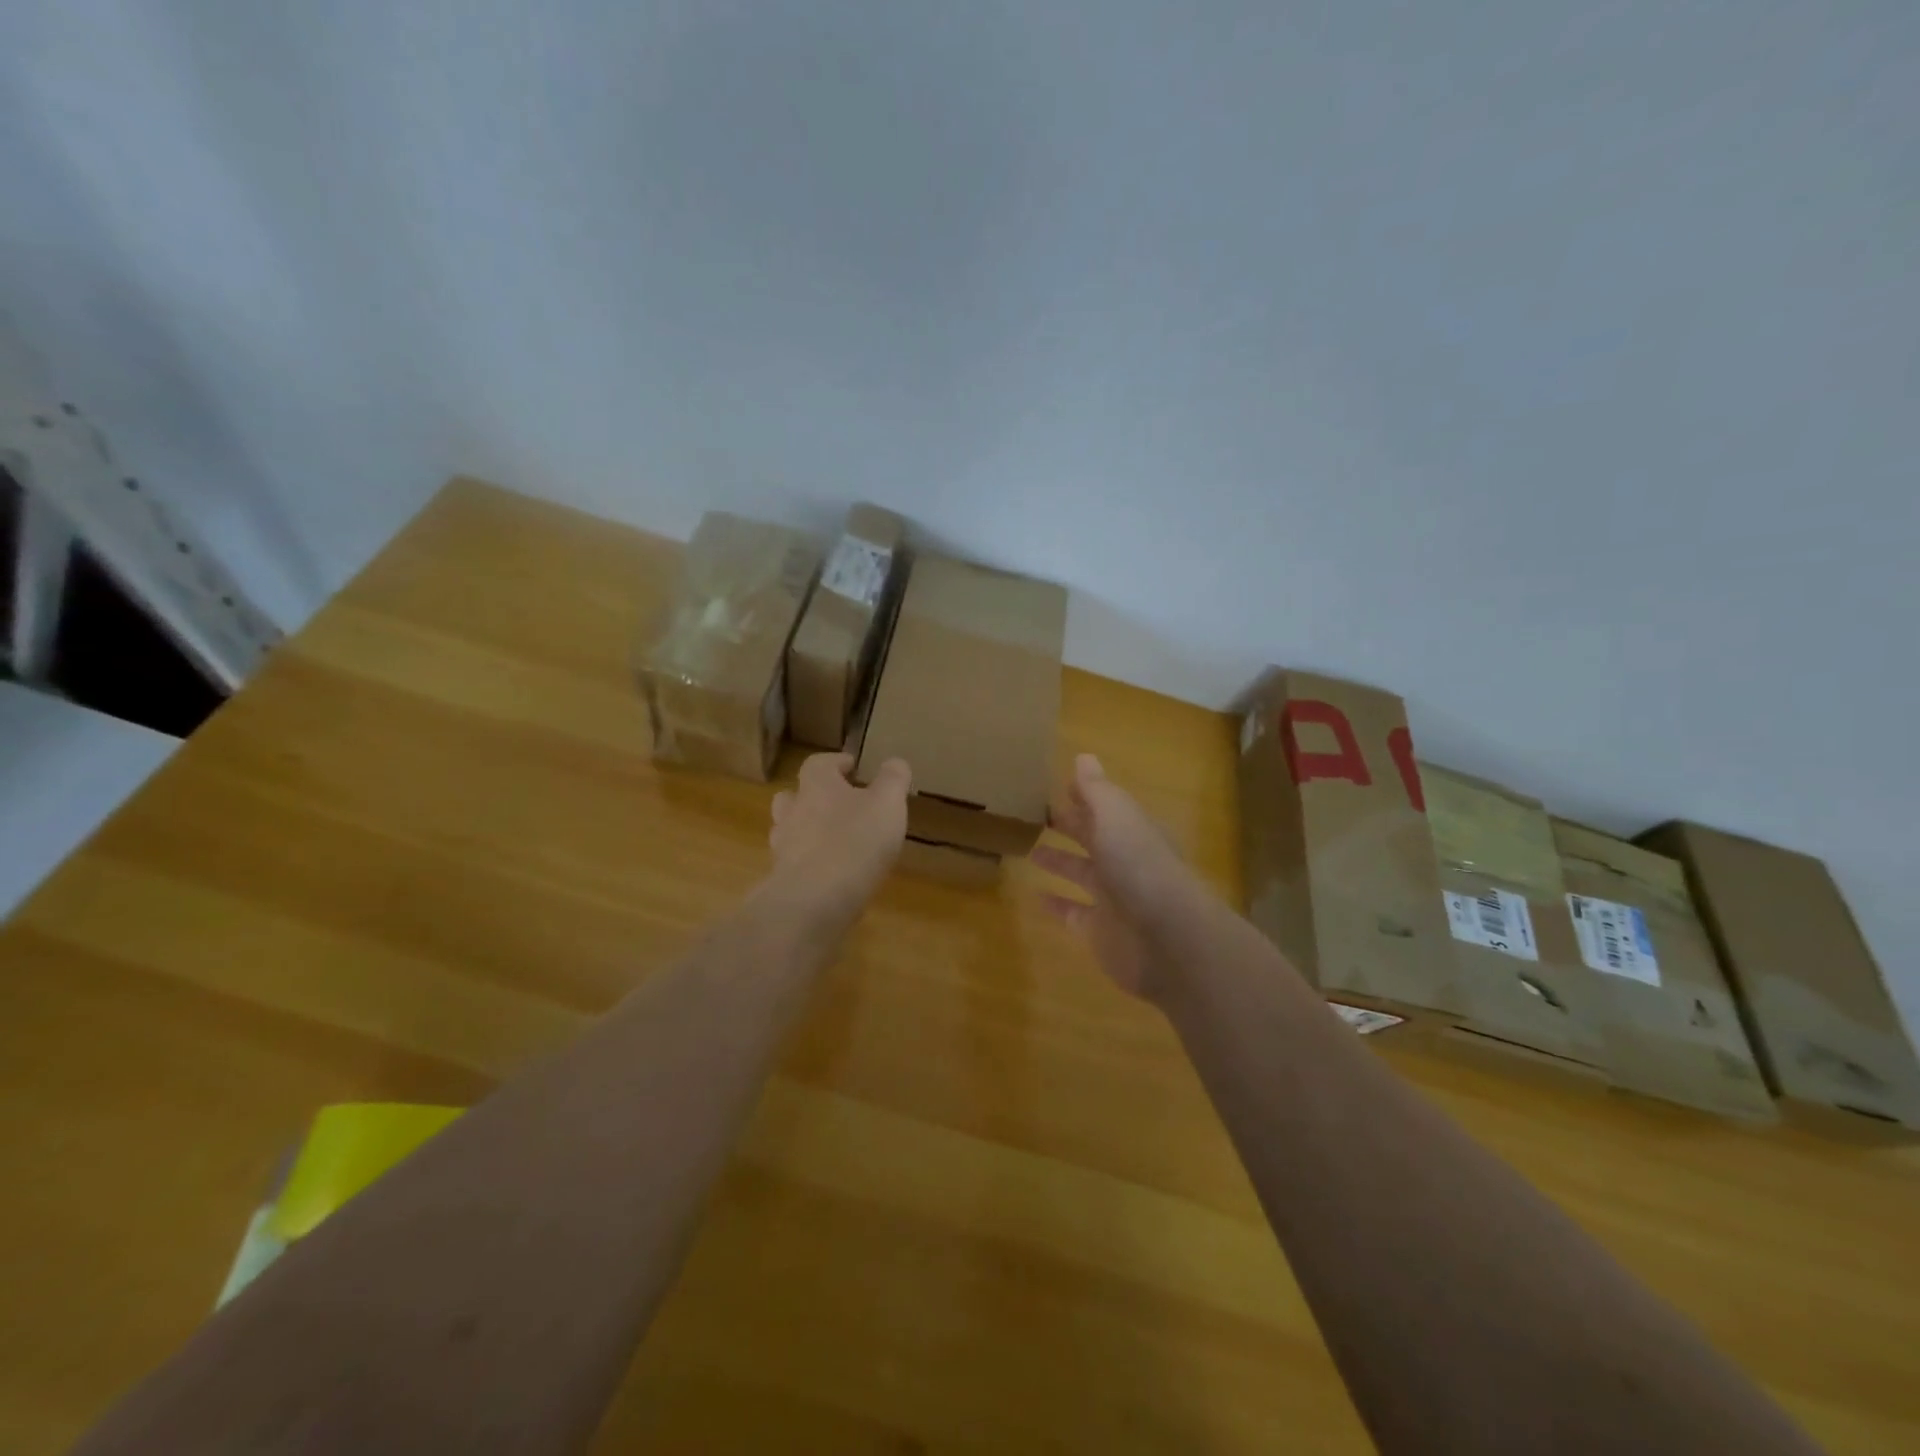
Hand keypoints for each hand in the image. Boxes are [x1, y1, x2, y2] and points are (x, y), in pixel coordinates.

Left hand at [768, 752, 910, 923]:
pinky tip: (831, 877)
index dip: (835, 762)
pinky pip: (794, 866)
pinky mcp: (783, 882)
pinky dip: (809, 866)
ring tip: (835, 843)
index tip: (852, 766)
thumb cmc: (854, 842)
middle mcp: (792, 812)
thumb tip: (895, 762)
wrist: (814, 902)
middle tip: (838, 804)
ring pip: (789, 832)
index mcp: (816, 786)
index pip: (818, 763)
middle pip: (793, 796)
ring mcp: (783, 848)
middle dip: (812, 797)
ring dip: (807, 832)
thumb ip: (893, 780)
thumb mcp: (887, 804)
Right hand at [1031, 754, 1210, 1003]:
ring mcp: (1114, 898)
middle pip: (1094, 838)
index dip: (1085, 796)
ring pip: (1082, 874)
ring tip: (1029, 849)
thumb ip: (1097, 789)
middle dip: (1071, 825)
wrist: (1167, 938)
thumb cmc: (1139, 865)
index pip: (1106, 807)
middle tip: (1037, 814)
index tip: (1060, 785)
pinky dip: (1056, 904)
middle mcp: (1125, 861)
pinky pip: (1073, 913)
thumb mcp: (1116, 815)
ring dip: (1060, 861)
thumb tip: (1084, 756)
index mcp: (1132, 830)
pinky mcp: (1100, 931)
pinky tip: (1034, 894)